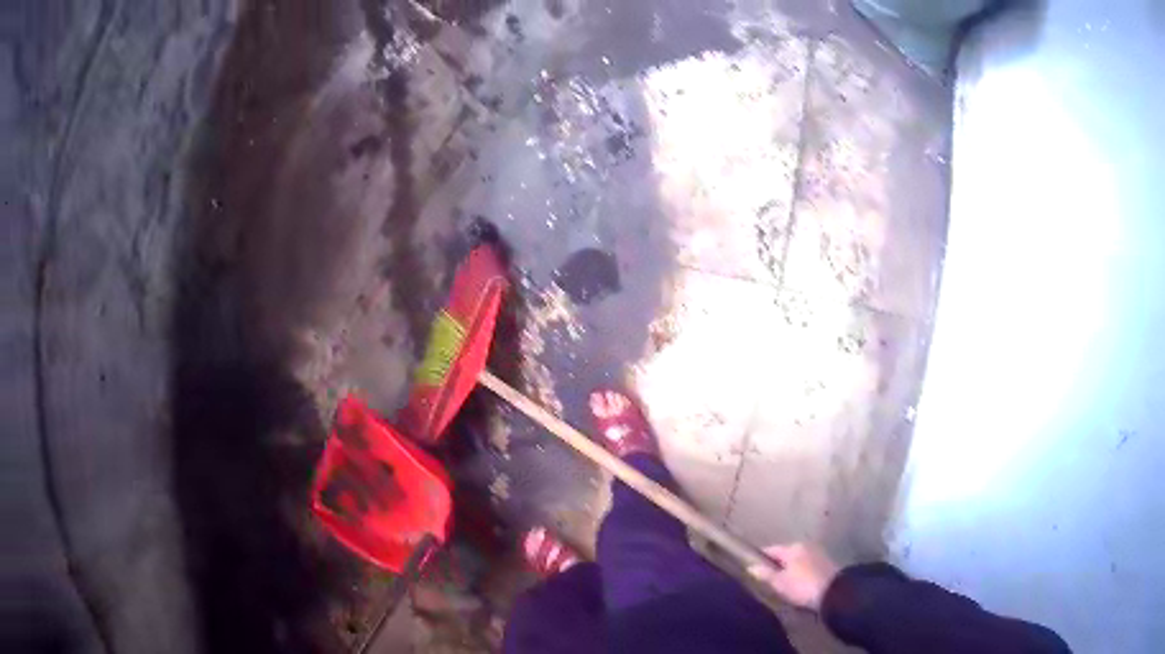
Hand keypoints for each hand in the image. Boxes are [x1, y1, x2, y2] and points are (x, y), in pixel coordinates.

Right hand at [749, 543, 839, 610]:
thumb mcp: (780, 583)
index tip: (752, 569)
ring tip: (783, 584)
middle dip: (777, 565)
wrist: (834, 593)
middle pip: (785, 554)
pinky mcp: (826, 562)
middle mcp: (805, 545)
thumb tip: (751, 566)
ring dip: (790, 568)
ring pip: (797, 559)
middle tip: (768, 580)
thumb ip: (765, 574)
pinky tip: (798, 583)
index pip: (770, 550)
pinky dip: (801, 571)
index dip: (760, 559)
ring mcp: (817, 552)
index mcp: (792, 547)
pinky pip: (807, 564)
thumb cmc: (802, 586)